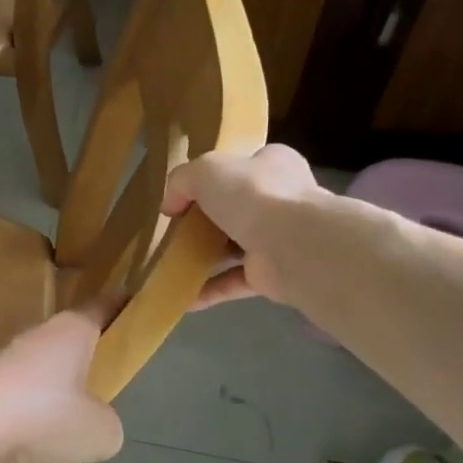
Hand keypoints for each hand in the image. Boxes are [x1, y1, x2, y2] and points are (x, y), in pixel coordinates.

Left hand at [0, 297, 126, 462]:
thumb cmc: (41, 416)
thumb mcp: (99, 432)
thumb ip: (107, 424)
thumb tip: (97, 422)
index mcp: (70, 333)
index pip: (100, 308)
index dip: (118, 304)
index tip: (128, 297)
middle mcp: (36, 338)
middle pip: (67, 341)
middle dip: (83, 356)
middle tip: (104, 375)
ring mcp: (3, 363)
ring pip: (40, 372)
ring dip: (53, 392)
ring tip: (70, 422)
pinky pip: (16, 401)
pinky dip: (27, 418)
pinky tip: (34, 445)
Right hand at [162, 144, 322, 308]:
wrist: (292, 244)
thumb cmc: (252, 194)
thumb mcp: (205, 170)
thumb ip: (181, 180)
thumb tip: (170, 206)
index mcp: (273, 165)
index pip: (244, 166)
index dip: (217, 176)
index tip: (188, 193)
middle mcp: (280, 200)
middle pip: (238, 207)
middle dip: (209, 219)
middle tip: (177, 229)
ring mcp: (278, 239)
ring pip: (235, 247)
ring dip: (207, 257)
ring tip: (172, 263)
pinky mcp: (272, 274)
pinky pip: (234, 281)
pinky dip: (209, 289)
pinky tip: (182, 297)